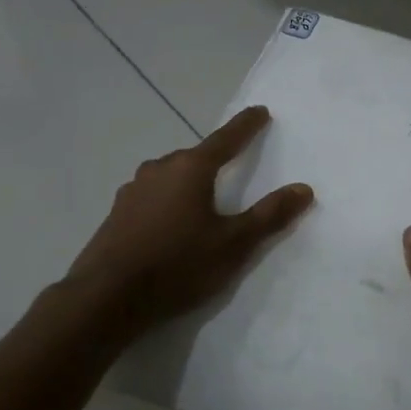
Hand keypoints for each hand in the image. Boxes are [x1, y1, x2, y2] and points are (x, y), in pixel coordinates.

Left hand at [67, 106, 313, 340]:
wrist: (107, 298)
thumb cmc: (178, 264)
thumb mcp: (234, 243)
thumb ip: (270, 215)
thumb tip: (304, 189)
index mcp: (191, 169)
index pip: (226, 139)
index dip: (246, 126)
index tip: (260, 111)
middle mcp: (159, 170)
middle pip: (195, 158)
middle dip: (215, 160)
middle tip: (233, 169)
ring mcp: (133, 191)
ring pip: (170, 177)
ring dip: (188, 183)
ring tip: (203, 205)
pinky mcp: (117, 214)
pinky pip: (152, 197)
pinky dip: (168, 202)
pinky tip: (171, 226)